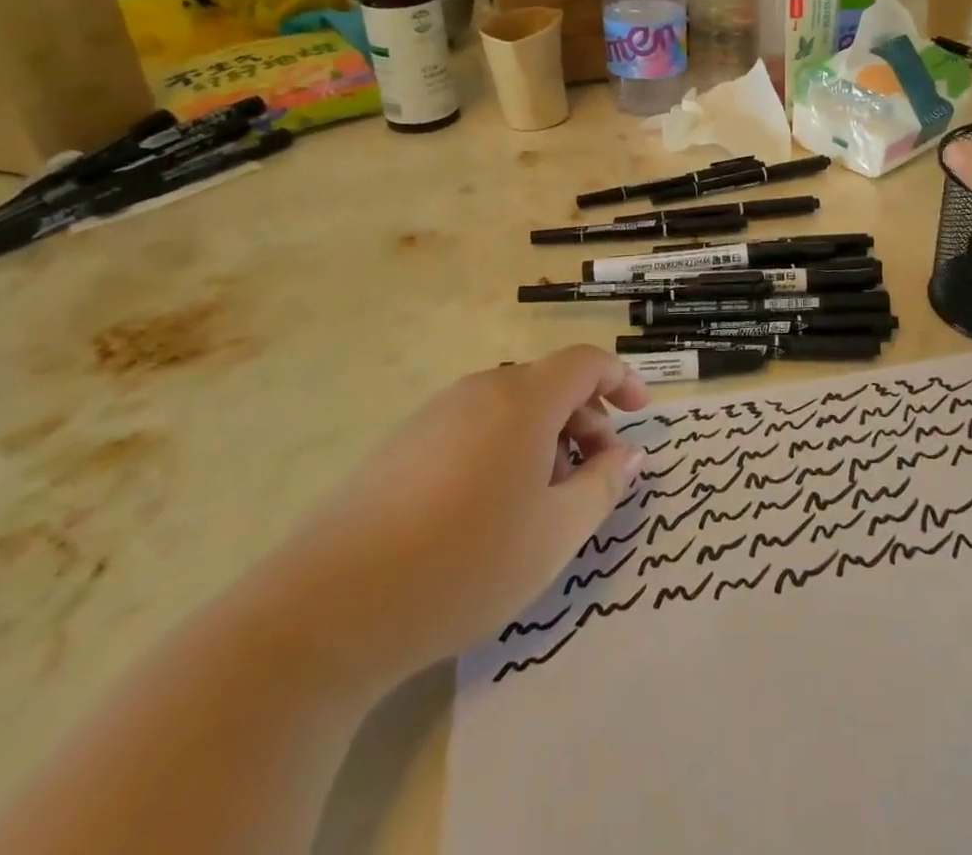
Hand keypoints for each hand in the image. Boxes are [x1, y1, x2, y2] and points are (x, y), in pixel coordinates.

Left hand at [257, 346, 649, 691]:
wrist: (329, 608)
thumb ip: (603, 485)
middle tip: (595, 477)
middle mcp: (481, 390)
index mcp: (524, 399)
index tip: (642, 414)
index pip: (586, 362)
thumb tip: (630, 454)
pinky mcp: (403, 443)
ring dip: (546, 438)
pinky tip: (491, 510)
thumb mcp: (556, 533)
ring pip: (512, 408)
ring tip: (545, 501)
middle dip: (586, 420)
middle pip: (550, 385)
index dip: (622, 380)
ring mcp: (436, 414)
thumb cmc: (465, 563)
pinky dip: (506, 449)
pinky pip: (475, 427)